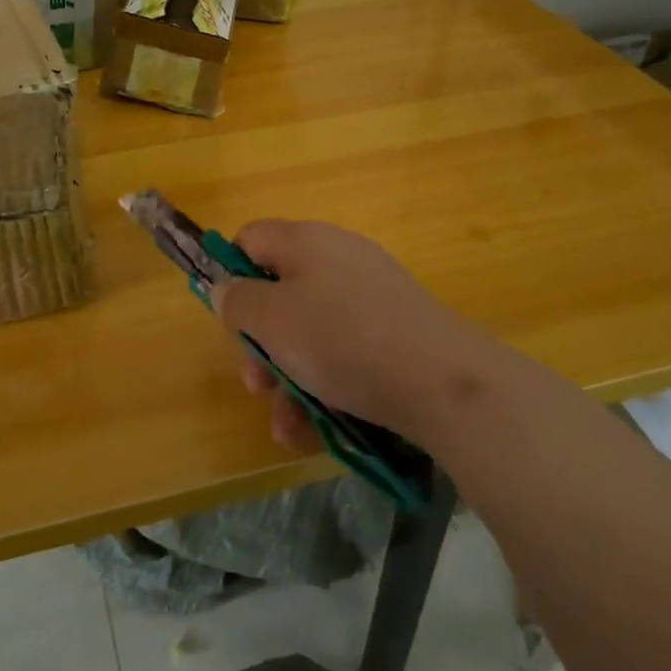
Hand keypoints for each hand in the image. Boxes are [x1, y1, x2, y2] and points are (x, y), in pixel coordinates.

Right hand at [214, 220, 513, 450]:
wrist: (443, 381)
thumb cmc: (341, 339)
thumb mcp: (272, 320)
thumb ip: (238, 301)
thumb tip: (226, 288)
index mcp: (305, 241)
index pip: (251, 239)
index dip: (232, 275)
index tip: (232, 320)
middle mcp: (337, 258)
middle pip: (279, 293)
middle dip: (261, 345)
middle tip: (257, 385)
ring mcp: (371, 294)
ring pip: (311, 332)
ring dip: (289, 380)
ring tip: (286, 428)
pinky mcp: (397, 330)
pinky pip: (346, 351)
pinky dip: (326, 385)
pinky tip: (315, 431)